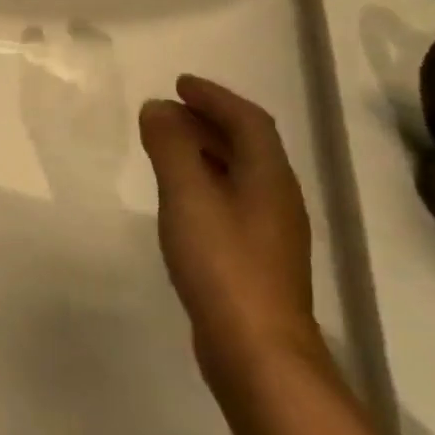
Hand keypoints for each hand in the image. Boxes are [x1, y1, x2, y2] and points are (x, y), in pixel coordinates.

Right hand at [137, 75, 319, 385]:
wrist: (257, 350)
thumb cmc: (223, 264)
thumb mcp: (188, 196)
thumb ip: (171, 147)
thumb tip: (158, 108)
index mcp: (268, 177)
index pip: (248, 121)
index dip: (215, 97)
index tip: (179, 84)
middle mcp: (277, 198)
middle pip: (247, 146)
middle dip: (209, 121)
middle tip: (168, 110)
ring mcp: (270, 233)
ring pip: (240, 175)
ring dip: (207, 151)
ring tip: (168, 147)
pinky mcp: (256, 260)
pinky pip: (231, 201)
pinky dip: (206, 183)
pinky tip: (182, 200)